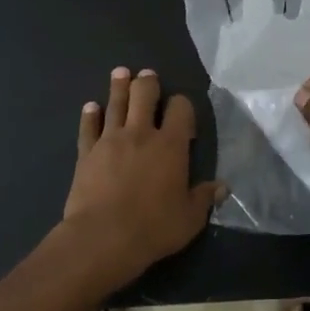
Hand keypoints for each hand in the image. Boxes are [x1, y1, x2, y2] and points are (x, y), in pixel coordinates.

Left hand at [61, 67, 225, 282]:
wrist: (103, 237)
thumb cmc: (153, 227)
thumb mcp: (189, 218)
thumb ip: (204, 198)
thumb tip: (223, 187)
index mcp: (171, 145)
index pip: (181, 109)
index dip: (182, 104)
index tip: (181, 111)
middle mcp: (141, 133)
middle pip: (144, 95)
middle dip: (147, 82)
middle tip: (147, 75)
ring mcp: (110, 140)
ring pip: (116, 104)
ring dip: (119, 87)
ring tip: (121, 73)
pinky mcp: (87, 153)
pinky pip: (88, 127)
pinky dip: (90, 115)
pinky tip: (90, 107)